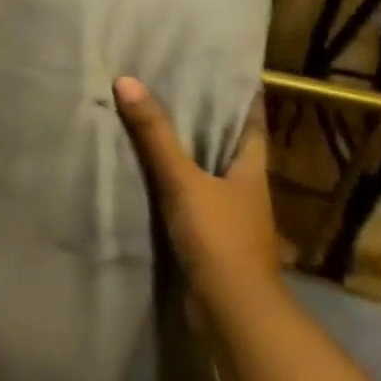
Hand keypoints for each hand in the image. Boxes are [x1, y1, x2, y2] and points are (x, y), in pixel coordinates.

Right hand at [115, 78, 280, 307]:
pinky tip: (147, 171)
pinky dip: (173, 180)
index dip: (242, 96)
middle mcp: (246, 188)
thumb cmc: (219, 237)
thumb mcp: (183, 180)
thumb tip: (127, 81)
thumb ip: (156, 135)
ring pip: (208, 170)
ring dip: (187, 150)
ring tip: (153, 120)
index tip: (223, 69)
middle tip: (174, 85)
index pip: (252, 122)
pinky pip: (190, 195)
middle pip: (228, 144)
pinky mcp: (210, 236)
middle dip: (207, 118)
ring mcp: (230, 214)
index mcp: (251, 169)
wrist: (232, 310)